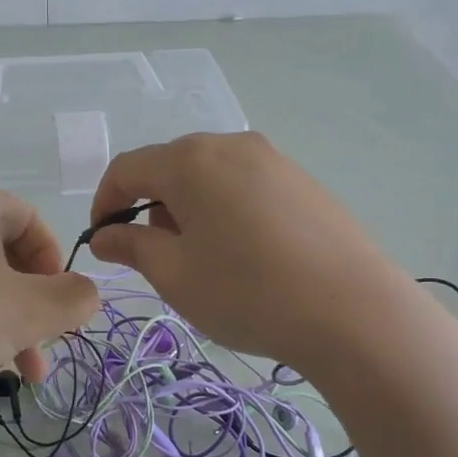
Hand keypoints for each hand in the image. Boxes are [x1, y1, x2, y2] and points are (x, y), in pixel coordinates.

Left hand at [0, 190, 99, 394]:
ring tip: (24, 372)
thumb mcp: (31, 311)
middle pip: (5, 255)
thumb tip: (86, 295)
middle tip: (48, 342)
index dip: (55, 258)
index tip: (59, 298)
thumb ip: (75, 299)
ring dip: (9, 323)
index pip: (29, 218)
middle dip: (35, 303)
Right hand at [88, 132, 411, 373]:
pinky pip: (246, 184)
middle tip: (158, 256)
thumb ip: (132, 246)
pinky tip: (246, 253)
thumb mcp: (175, 275)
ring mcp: (273, 159)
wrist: (354, 311)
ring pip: (210, 175)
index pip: (127, 168)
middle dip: (151, 206)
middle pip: (171, 166)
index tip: (103, 240)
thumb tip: (105, 235)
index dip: (105, 202)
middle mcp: (231, 144)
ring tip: (205, 258)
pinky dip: (227, 209)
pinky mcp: (303, 180)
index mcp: (190, 160)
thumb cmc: (247, 292)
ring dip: (190, 208)